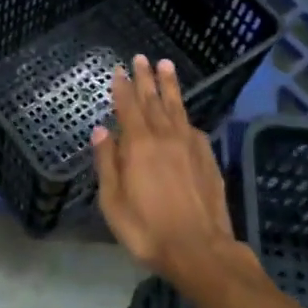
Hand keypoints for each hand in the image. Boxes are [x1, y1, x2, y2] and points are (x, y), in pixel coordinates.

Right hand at [92, 56, 240, 284]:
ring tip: (166, 66)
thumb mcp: (113, 201)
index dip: (122, 87)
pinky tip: (183, 114)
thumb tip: (100, 130)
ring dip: (170, 86)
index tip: (119, 70)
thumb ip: (107, 162)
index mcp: (138, 144)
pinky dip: (185, 115)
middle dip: (146, 78)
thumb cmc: (147, 229)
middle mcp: (165, 136)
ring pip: (177, 107)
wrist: (200, 249)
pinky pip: (192, 127)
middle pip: (153, 100)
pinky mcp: (207, 157)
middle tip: (142, 58)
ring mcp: (190, 145)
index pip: (128, 106)